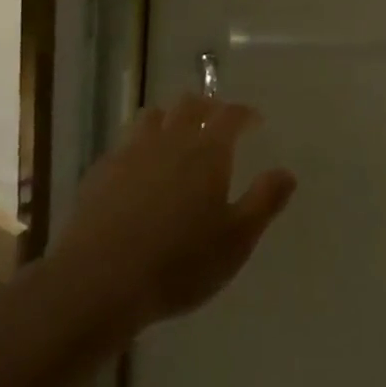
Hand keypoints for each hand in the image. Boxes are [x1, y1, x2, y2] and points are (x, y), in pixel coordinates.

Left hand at [51, 96, 296, 335]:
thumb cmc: (180, 262)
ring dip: (170, 117)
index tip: (254, 120)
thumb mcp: (236, 240)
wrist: (99, 281)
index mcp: (207, 151)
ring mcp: (130, 153)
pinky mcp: (101, 172)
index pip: (230, 115)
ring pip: (153, 117)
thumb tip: (287, 173)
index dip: (244, 113)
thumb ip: (264, 201)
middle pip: (189, 105)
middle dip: (208, 107)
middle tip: (217, 120)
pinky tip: (140, 167)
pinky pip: (125, 143)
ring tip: (177, 134)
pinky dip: (140, 144)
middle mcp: (169, 140)